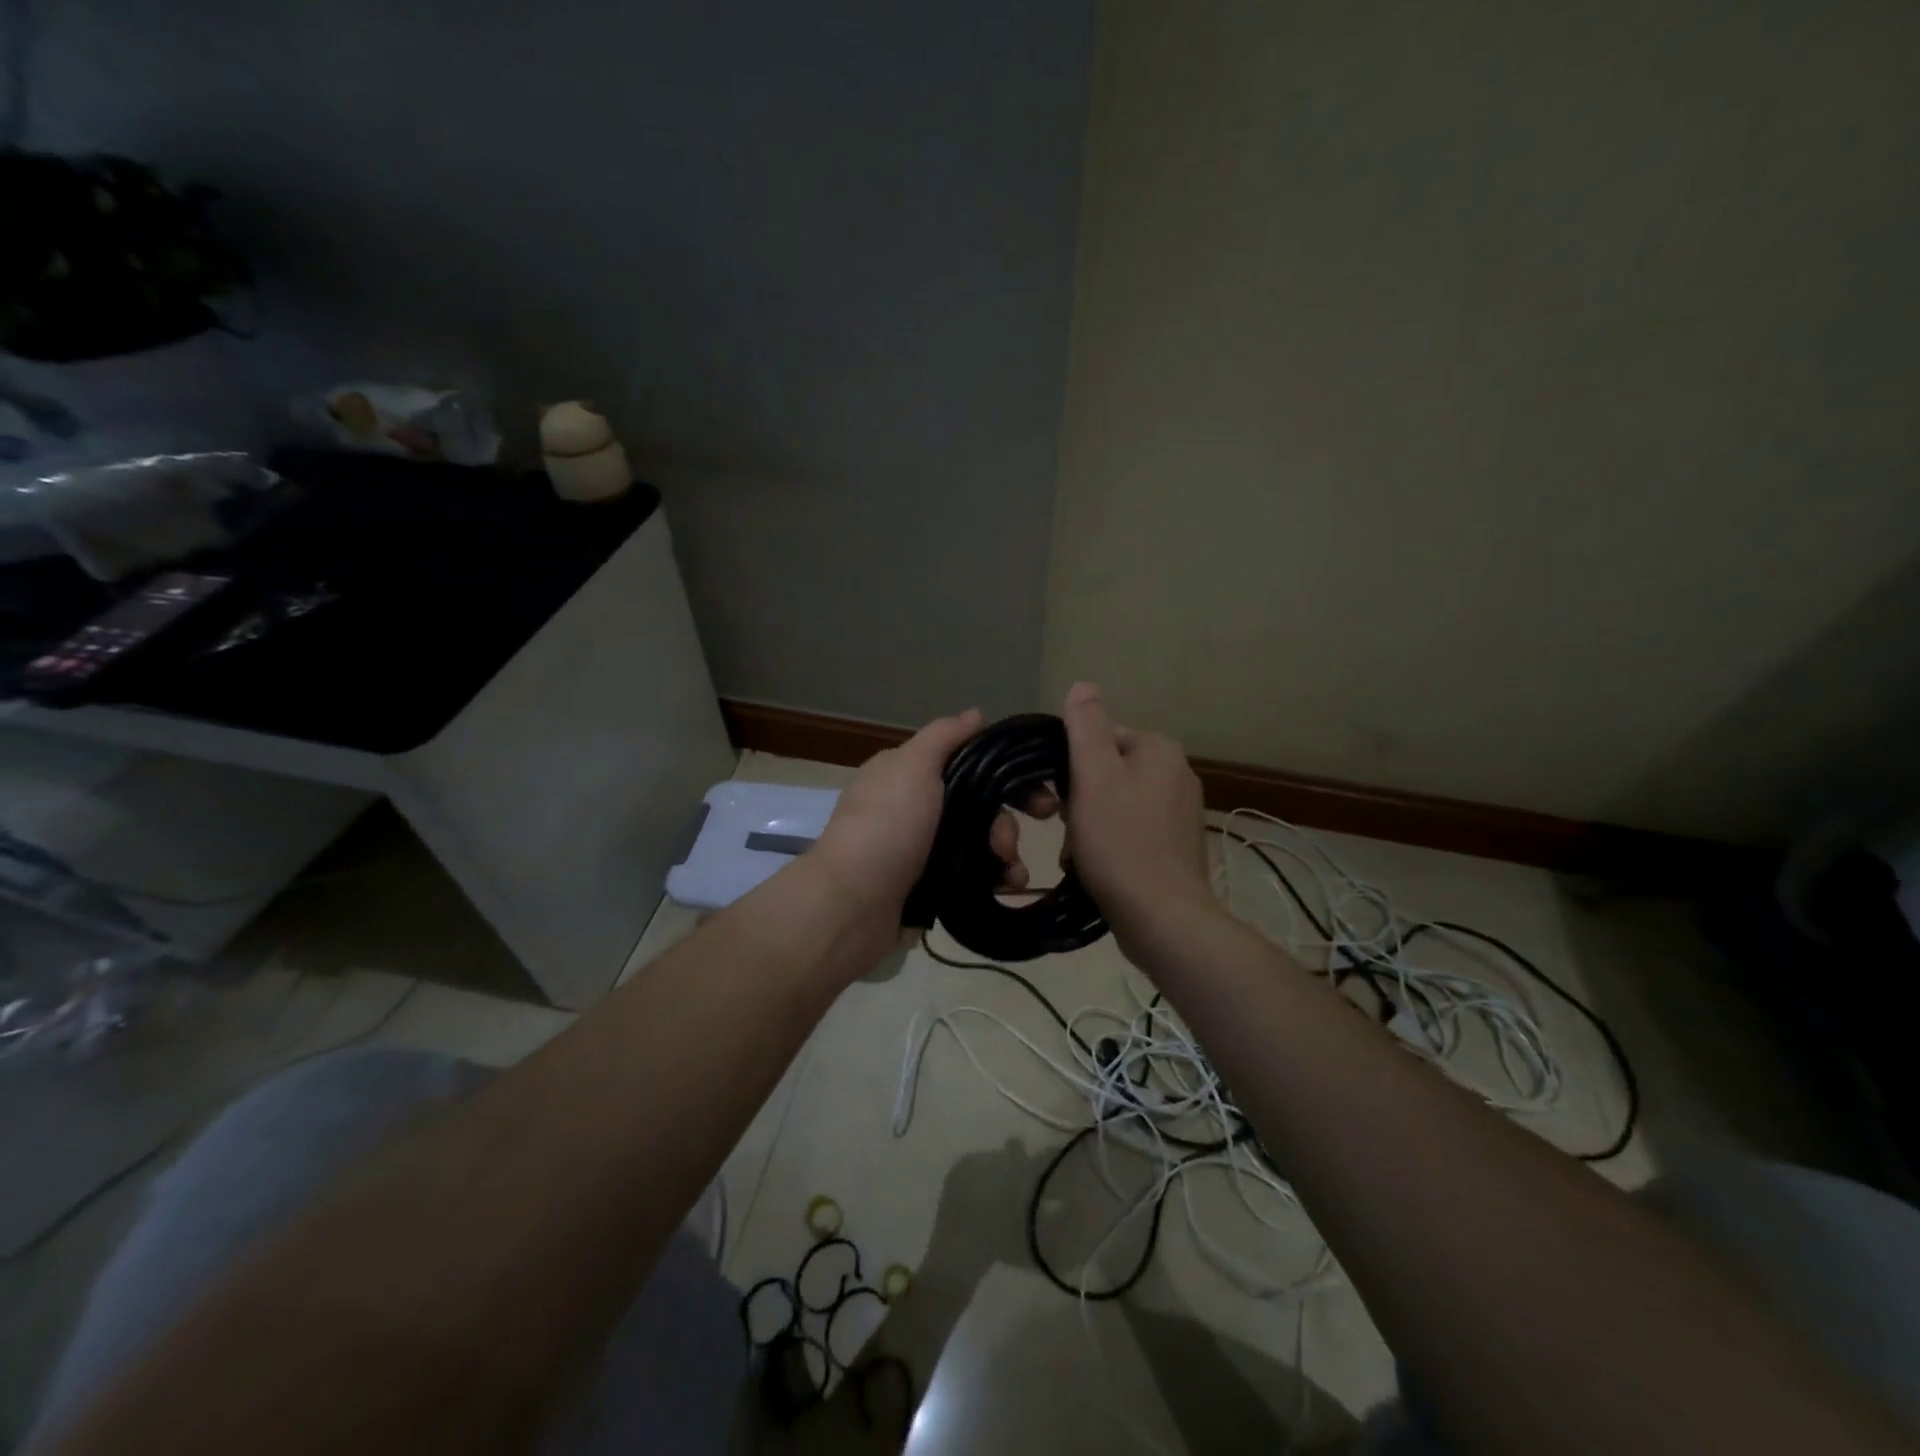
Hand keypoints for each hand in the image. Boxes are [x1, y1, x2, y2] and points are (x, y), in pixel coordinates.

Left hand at [810, 709, 1034, 922]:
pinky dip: (993, 876)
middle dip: (1006, 819)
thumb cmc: (886, 826)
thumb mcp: (913, 766)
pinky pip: (972, 873)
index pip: (967, 761)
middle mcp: (915, 807)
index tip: (1039, 790)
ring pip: (979, 841)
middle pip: (979, 804)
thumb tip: (976, 714)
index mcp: (908, 773)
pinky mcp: (930, 884)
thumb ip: (945, 737)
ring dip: (1005, 851)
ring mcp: (922, 848)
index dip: (1005, 773)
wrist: (853, 904)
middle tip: (1026, 835)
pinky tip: (1007, 885)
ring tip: (1011, 870)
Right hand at [1058, 682, 1216, 953]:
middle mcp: (1177, 773)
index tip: (1058, 798)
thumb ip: (1085, 727)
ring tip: (1079, 855)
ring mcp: (1181, 812)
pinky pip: (1131, 831)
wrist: (1162, 917)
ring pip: (1116, 804)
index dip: (1071, 766)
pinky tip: (1098, 868)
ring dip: (1089, 825)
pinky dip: (1111, 845)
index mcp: (1159, 749)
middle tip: (1067, 829)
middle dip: (1080, 800)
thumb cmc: (1120, 841)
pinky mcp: (1177, 845)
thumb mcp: (1093, 776)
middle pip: (1107, 772)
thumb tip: (1083, 685)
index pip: (1100, 737)